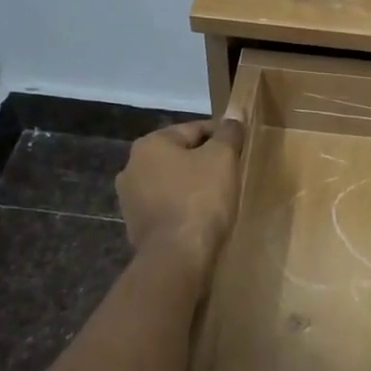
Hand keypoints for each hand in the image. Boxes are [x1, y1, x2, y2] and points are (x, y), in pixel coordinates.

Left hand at [116, 119, 245, 271]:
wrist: (177, 257)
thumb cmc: (200, 199)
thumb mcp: (222, 159)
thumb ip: (229, 133)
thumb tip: (236, 112)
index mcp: (150, 144)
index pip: (194, 129)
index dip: (222, 135)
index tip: (241, 145)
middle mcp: (132, 167)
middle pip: (180, 154)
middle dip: (205, 160)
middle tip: (233, 170)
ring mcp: (130, 199)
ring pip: (172, 181)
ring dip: (193, 184)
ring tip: (219, 195)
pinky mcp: (136, 226)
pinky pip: (166, 206)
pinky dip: (183, 206)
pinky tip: (202, 216)